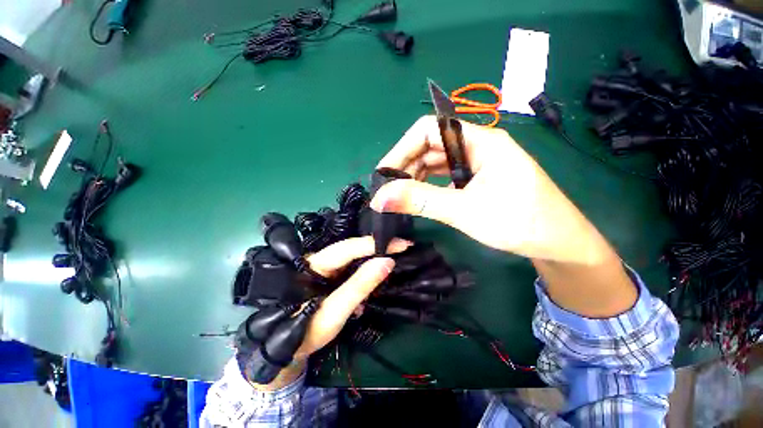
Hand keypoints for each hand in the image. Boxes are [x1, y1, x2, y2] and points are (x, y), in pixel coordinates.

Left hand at [253, 237, 409, 389]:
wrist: (286, 350)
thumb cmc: (305, 333)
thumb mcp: (334, 313)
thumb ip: (360, 286)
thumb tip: (387, 261)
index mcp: (315, 264)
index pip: (349, 247)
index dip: (375, 243)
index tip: (402, 243)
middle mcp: (319, 260)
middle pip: (352, 249)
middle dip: (377, 250)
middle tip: (402, 250)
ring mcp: (325, 268)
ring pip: (353, 259)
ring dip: (371, 266)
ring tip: (387, 272)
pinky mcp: (330, 277)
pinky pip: (351, 271)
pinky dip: (363, 278)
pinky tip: (365, 295)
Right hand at [372, 116, 601, 262]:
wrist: (558, 243)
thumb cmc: (519, 222)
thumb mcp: (464, 210)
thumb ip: (421, 201)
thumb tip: (380, 198)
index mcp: (480, 141)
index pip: (429, 130)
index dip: (402, 148)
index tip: (384, 174)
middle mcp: (477, 145)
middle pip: (430, 145)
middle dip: (406, 165)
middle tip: (389, 190)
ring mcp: (478, 162)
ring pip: (436, 161)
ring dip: (416, 176)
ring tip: (400, 195)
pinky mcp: (478, 178)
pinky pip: (445, 174)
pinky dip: (429, 184)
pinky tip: (420, 196)